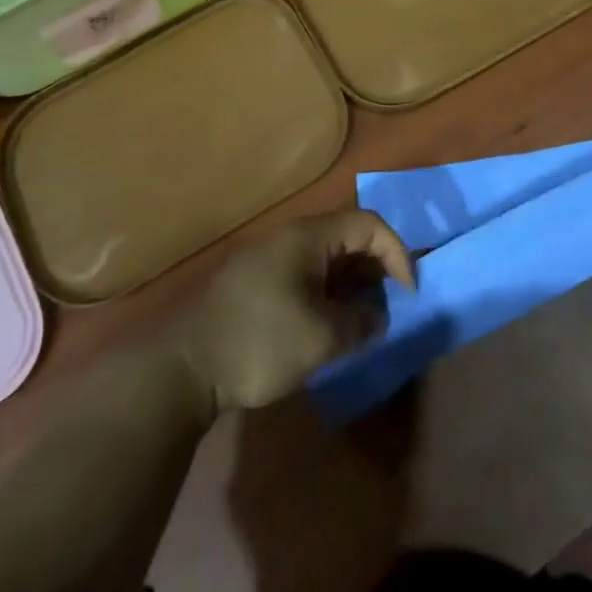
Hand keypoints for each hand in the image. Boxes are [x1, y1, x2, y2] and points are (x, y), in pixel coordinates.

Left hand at [175, 211, 415, 412]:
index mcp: (307, 236)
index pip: (369, 224)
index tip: (407, 293)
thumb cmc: (260, 343)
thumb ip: (360, 322)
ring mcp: (268, 258)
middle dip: (375, 270)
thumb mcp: (322, 338)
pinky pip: (304, 274)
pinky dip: (326, 293)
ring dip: (350, 284)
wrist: (184, 367)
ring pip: (325, 258)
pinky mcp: (254, 282)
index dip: (397, 253)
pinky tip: (326, 326)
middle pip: (347, 236)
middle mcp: (289, 237)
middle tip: (387, 308)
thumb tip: (376, 315)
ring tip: (360, 322)